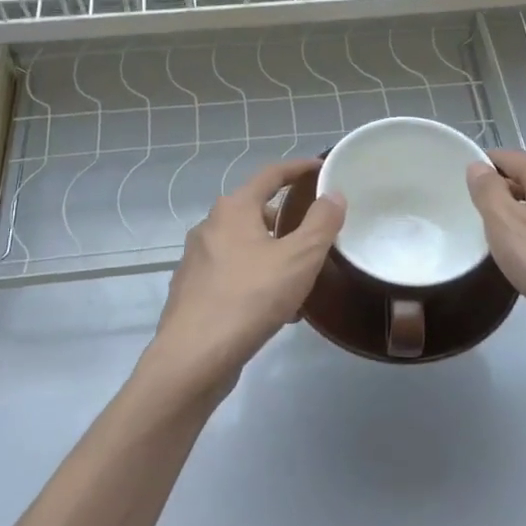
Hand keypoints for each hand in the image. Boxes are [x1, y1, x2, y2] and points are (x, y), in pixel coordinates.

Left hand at [140, 158, 345, 401]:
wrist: (194, 357)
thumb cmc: (250, 298)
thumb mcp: (299, 258)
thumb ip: (320, 223)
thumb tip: (333, 194)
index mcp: (233, 210)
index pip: (270, 174)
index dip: (298, 168)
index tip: (321, 168)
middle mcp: (209, 227)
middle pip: (255, 211)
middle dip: (287, 220)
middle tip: (315, 234)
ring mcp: (196, 261)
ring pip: (245, 247)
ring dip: (273, 255)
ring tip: (302, 278)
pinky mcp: (193, 292)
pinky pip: (234, 275)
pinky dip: (257, 280)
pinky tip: (277, 310)